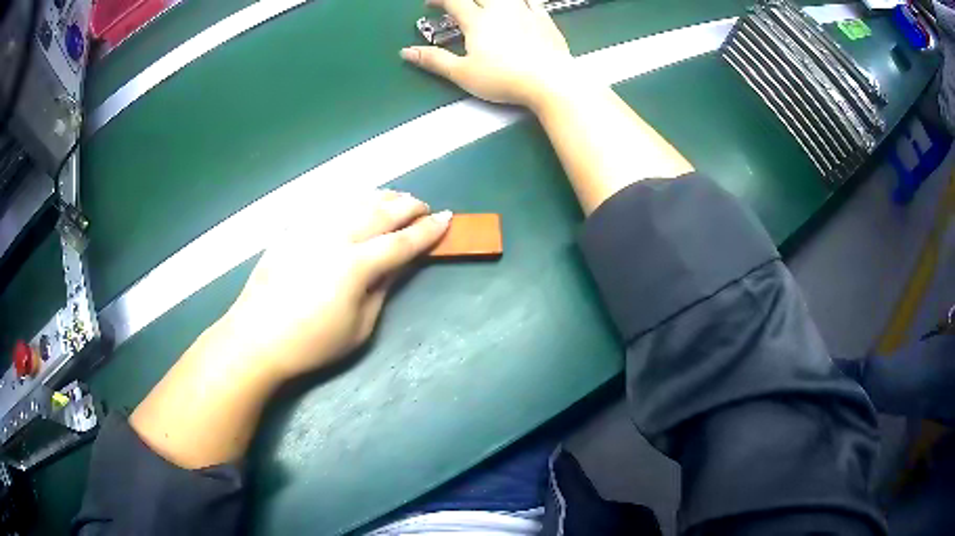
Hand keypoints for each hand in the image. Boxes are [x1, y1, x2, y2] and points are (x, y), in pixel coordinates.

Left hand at [219, 190, 450, 383]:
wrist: (256, 338)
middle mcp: (336, 236)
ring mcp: (311, 228)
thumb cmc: (311, 344)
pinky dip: (350, 200)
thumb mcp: (359, 328)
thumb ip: (381, 289)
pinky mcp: (293, 229)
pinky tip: (355, 203)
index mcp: (356, 265)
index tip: (447, 219)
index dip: (428, 230)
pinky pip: (328, 205)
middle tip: (424, 207)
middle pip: (381, 211)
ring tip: (396, 199)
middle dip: (408, 206)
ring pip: (355, 200)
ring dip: (381, 197)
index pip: (402, 241)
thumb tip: (396, 265)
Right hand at [401, 0, 572, 107]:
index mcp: (478, 21)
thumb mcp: (463, 73)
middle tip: (454, 4)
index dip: (438, 0)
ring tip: (485, 3)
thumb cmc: (504, 79)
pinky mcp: (544, 18)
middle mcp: (500, 9)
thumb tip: (406, 52)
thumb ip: (434, 60)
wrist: (550, 81)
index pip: (453, 1)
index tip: (430, 4)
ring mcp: (525, 11)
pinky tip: (519, 2)